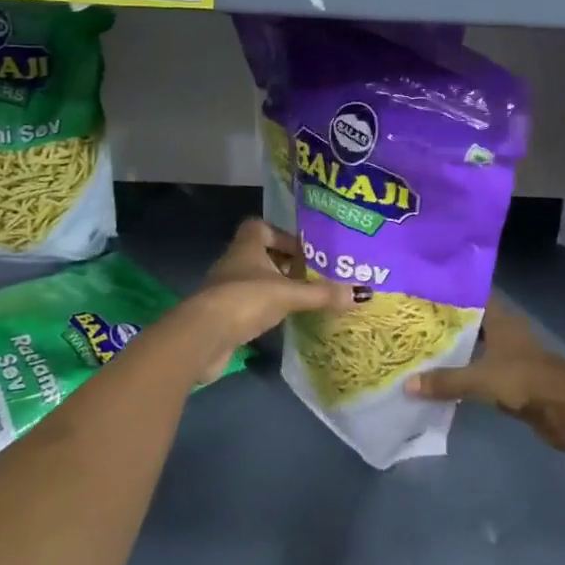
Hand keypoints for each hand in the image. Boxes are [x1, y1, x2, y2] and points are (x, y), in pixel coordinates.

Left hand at [175, 219, 353, 381]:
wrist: (202, 337)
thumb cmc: (244, 300)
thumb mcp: (288, 295)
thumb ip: (322, 294)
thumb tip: (362, 293)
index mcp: (247, 246)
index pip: (260, 227)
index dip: (282, 235)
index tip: (303, 250)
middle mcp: (234, 262)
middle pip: (261, 254)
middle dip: (285, 263)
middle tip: (312, 275)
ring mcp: (225, 289)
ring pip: (255, 281)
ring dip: (275, 287)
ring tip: (303, 298)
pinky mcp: (222, 315)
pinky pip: (249, 305)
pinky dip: (265, 309)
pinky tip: (282, 320)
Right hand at [405, 298, 564, 452]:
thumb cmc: (525, 379)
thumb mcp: (481, 378)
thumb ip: (446, 381)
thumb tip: (407, 384)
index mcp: (501, 319)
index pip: (473, 296)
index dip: (450, 294)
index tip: (422, 293)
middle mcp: (506, 331)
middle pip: (473, 322)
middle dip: (447, 324)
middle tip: (414, 324)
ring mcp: (512, 355)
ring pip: (477, 347)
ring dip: (456, 350)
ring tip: (423, 351)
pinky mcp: (514, 379)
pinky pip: (483, 371)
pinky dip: (466, 373)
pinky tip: (445, 379)